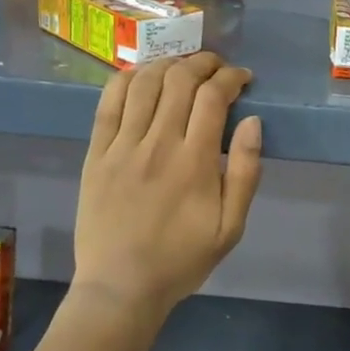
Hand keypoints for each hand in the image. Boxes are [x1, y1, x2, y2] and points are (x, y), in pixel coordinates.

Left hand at [75, 53, 262, 318]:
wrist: (120, 287)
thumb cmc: (182, 259)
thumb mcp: (231, 227)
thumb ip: (245, 172)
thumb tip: (253, 122)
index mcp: (194, 162)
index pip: (213, 97)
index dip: (231, 77)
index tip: (242, 78)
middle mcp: (158, 144)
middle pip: (180, 80)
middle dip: (203, 63)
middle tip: (216, 67)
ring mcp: (122, 146)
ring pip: (144, 83)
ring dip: (167, 64)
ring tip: (182, 66)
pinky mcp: (96, 153)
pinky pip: (108, 103)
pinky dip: (126, 79)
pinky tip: (140, 75)